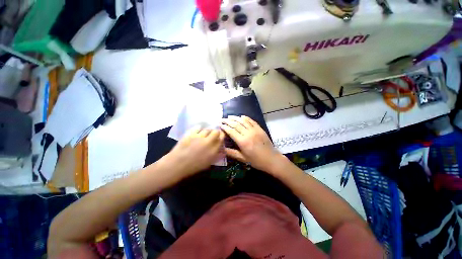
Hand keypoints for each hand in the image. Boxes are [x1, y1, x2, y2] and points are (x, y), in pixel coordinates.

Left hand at [165, 126, 224, 178]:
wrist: (177, 164)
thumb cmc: (193, 166)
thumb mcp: (208, 164)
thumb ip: (217, 157)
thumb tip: (223, 152)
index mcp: (214, 150)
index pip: (221, 139)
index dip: (222, 136)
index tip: (220, 136)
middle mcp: (208, 142)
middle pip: (216, 132)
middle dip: (216, 132)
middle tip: (213, 135)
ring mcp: (199, 137)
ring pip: (207, 129)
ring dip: (207, 131)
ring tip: (204, 134)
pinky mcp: (191, 134)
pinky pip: (197, 128)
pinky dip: (199, 129)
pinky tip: (198, 131)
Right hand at [221, 115, 284, 171]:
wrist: (271, 159)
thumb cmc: (256, 160)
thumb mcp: (243, 158)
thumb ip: (231, 153)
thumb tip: (221, 149)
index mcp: (243, 142)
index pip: (231, 131)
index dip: (225, 127)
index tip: (220, 124)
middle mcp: (248, 133)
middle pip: (236, 124)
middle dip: (228, 121)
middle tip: (222, 119)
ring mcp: (255, 130)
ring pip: (243, 121)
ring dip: (236, 118)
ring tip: (230, 116)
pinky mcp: (260, 129)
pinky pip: (252, 121)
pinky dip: (246, 118)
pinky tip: (242, 116)